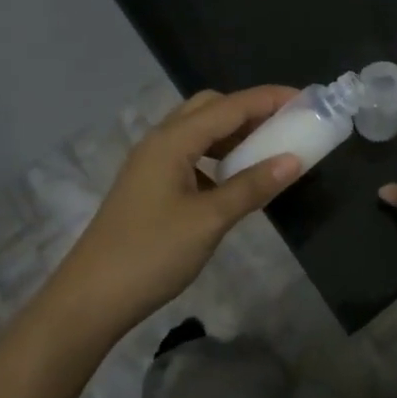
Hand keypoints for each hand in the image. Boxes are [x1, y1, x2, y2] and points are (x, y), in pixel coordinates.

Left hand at [43, 87, 302, 336]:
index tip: (305, 99)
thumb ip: (252, 186)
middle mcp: (160, 141)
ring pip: (198, 131)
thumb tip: (293, 160)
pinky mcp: (150, 185)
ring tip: (266, 149)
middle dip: (249, 110)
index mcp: (173, 141)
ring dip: (233, 133)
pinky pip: (190, 154)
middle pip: (210, 107)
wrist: (91, 298)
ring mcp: (151, 163)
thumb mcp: (209, 220)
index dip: (268, 99)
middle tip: (284, 125)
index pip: (230, 106)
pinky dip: (217, 156)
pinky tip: (233, 179)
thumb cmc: (151, 253)